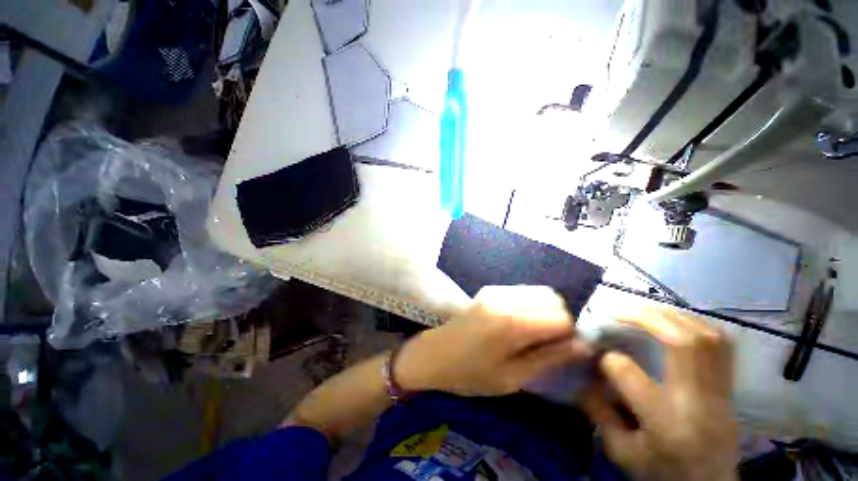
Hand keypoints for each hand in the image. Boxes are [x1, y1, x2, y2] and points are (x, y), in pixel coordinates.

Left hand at [395, 286, 591, 396]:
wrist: (434, 354)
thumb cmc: (470, 374)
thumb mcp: (512, 377)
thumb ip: (549, 358)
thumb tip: (583, 346)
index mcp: (511, 322)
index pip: (561, 317)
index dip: (568, 335)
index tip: (560, 351)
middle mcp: (505, 298)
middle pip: (552, 298)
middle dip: (558, 320)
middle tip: (546, 343)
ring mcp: (495, 290)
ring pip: (538, 292)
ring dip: (544, 311)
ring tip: (532, 335)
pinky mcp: (489, 289)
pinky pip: (522, 292)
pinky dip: (530, 305)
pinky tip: (517, 324)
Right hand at [583, 307, 738, 480]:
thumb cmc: (661, 473)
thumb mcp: (621, 451)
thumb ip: (599, 410)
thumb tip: (585, 371)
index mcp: (666, 424)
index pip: (629, 374)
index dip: (608, 360)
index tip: (598, 357)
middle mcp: (699, 402)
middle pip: (682, 342)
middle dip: (645, 317)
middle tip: (618, 309)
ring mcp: (721, 392)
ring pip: (706, 336)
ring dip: (671, 315)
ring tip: (644, 309)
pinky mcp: (729, 387)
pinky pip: (721, 343)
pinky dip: (695, 324)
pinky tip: (675, 321)